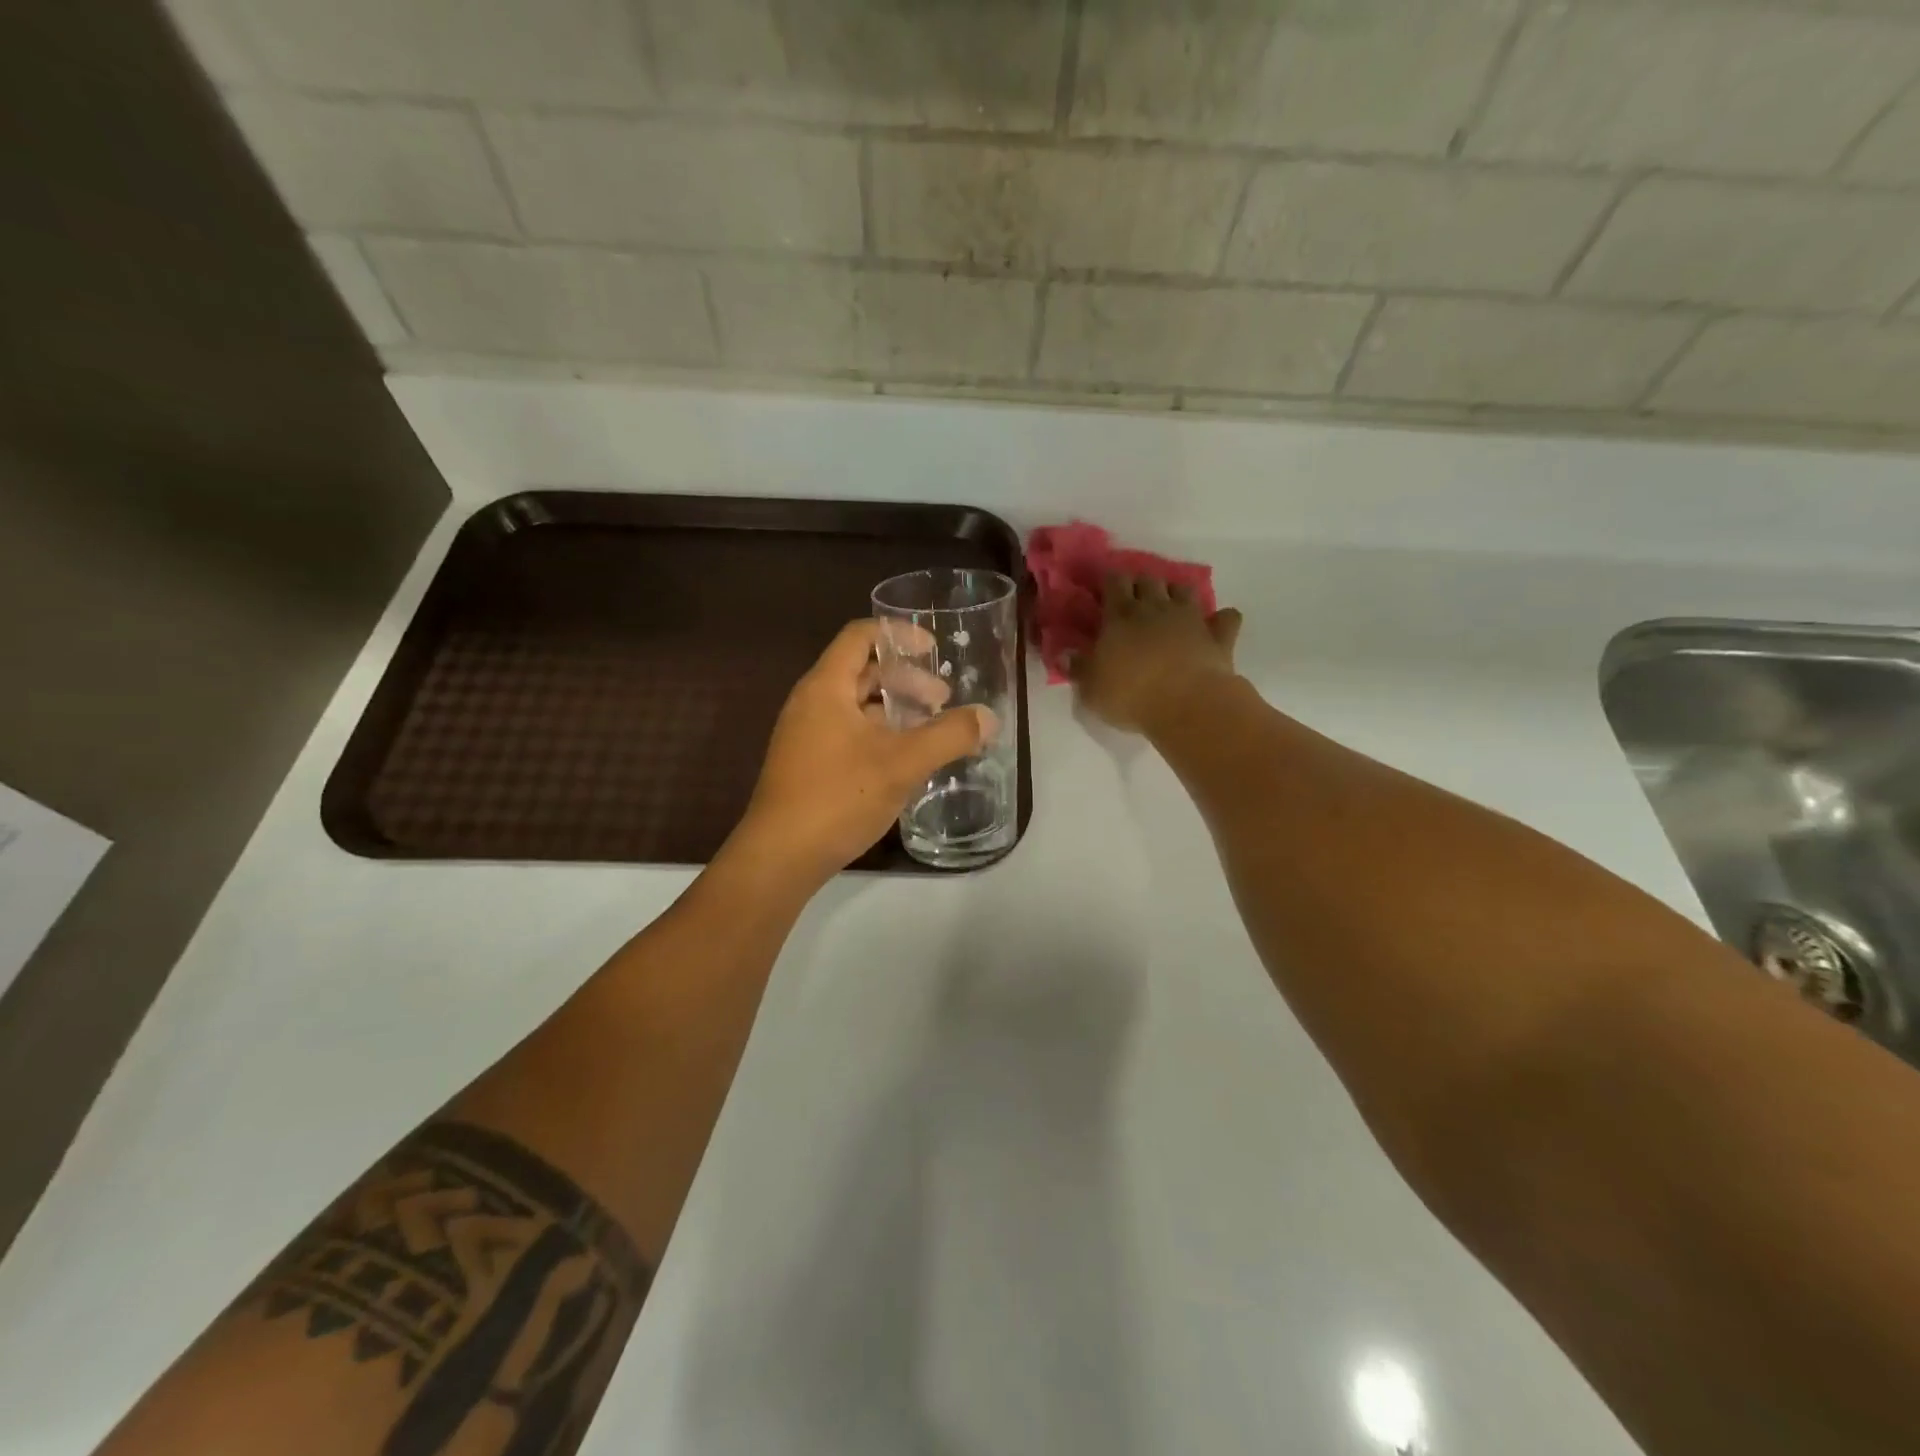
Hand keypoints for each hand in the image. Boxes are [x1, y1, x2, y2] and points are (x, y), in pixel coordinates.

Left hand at [734, 620, 997, 880]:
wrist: (779, 857)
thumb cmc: (839, 797)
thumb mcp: (903, 764)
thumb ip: (949, 736)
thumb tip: (989, 718)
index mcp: (826, 687)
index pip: (860, 636)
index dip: (899, 635)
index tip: (933, 650)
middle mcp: (811, 703)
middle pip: (861, 671)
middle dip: (905, 680)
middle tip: (942, 701)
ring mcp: (805, 735)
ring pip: (856, 706)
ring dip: (894, 711)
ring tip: (930, 731)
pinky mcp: (807, 764)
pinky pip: (848, 732)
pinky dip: (879, 734)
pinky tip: (903, 761)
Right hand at [1071, 574, 1243, 735]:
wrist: (1187, 705)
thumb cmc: (1130, 695)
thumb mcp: (1091, 688)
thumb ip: (1078, 668)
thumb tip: (1063, 654)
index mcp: (1120, 616)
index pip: (1114, 583)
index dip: (1110, 580)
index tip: (1105, 585)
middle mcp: (1155, 608)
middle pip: (1148, 580)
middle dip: (1140, 583)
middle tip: (1134, 596)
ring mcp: (1190, 619)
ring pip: (1184, 590)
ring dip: (1176, 593)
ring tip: (1170, 604)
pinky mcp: (1218, 636)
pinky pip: (1226, 618)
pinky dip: (1221, 618)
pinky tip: (1218, 622)